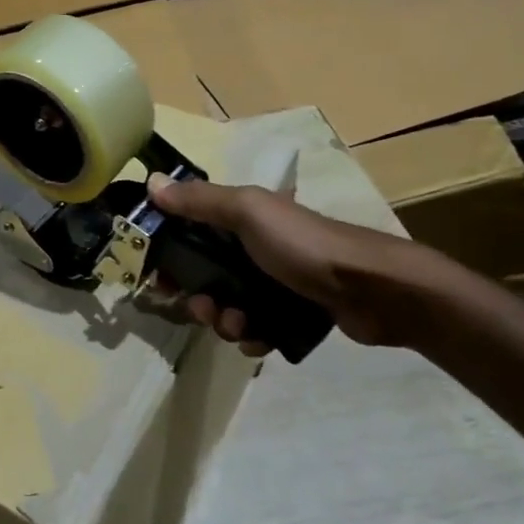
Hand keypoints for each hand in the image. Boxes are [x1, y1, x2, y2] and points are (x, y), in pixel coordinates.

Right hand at [145, 173, 476, 350]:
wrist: (372, 289)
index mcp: (242, 216)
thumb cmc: (303, 245)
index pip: (191, 229)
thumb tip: (151, 183)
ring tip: (238, 327)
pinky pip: (256, 327)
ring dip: (224, 320)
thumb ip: (199, 200)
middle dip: (198, 295)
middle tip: (202, 309)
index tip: (156, 275)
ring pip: (229, 304)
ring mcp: (275, 280)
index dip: (170, 251)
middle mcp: (255, 245)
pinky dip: (252, 336)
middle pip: (206, 273)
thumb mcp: (248, 212)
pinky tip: (259, 340)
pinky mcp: (293, 312)